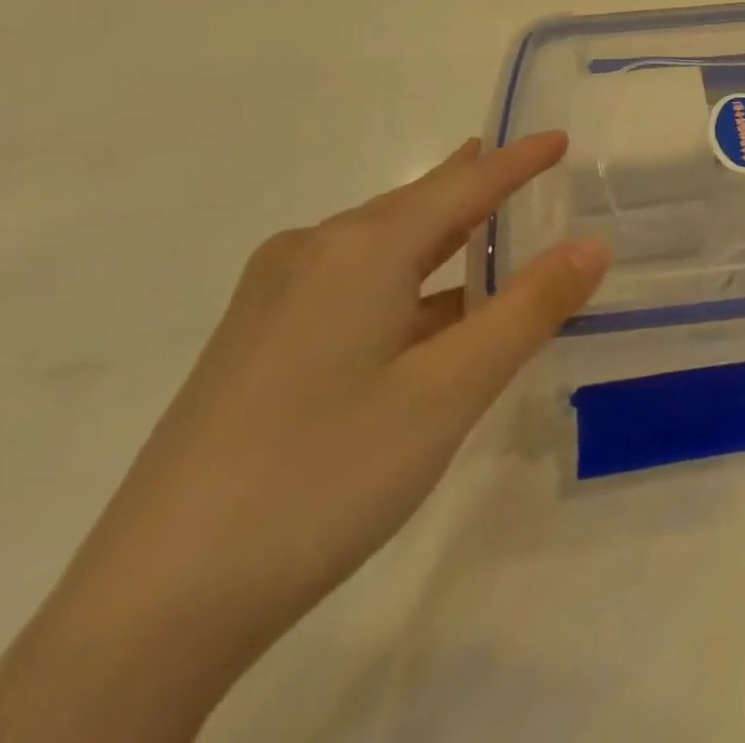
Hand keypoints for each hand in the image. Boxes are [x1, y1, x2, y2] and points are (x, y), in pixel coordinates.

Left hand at [0, 132, 609, 742]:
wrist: (151, 607)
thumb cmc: (325, 473)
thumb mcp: (451, 389)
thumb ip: (530, 309)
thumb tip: (592, 245)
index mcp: (361, 248)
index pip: (463, 185)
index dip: (518, 161)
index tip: (559, 137)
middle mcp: (312, 253)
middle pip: (416, 205)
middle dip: (475, 188)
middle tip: (524, 168)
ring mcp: (273, 298)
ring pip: (381, 246)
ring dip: (442, 240)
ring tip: (487, 230)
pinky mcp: (254, 343)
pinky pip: (351, 283)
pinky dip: (406, 282)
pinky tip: (424, 312)